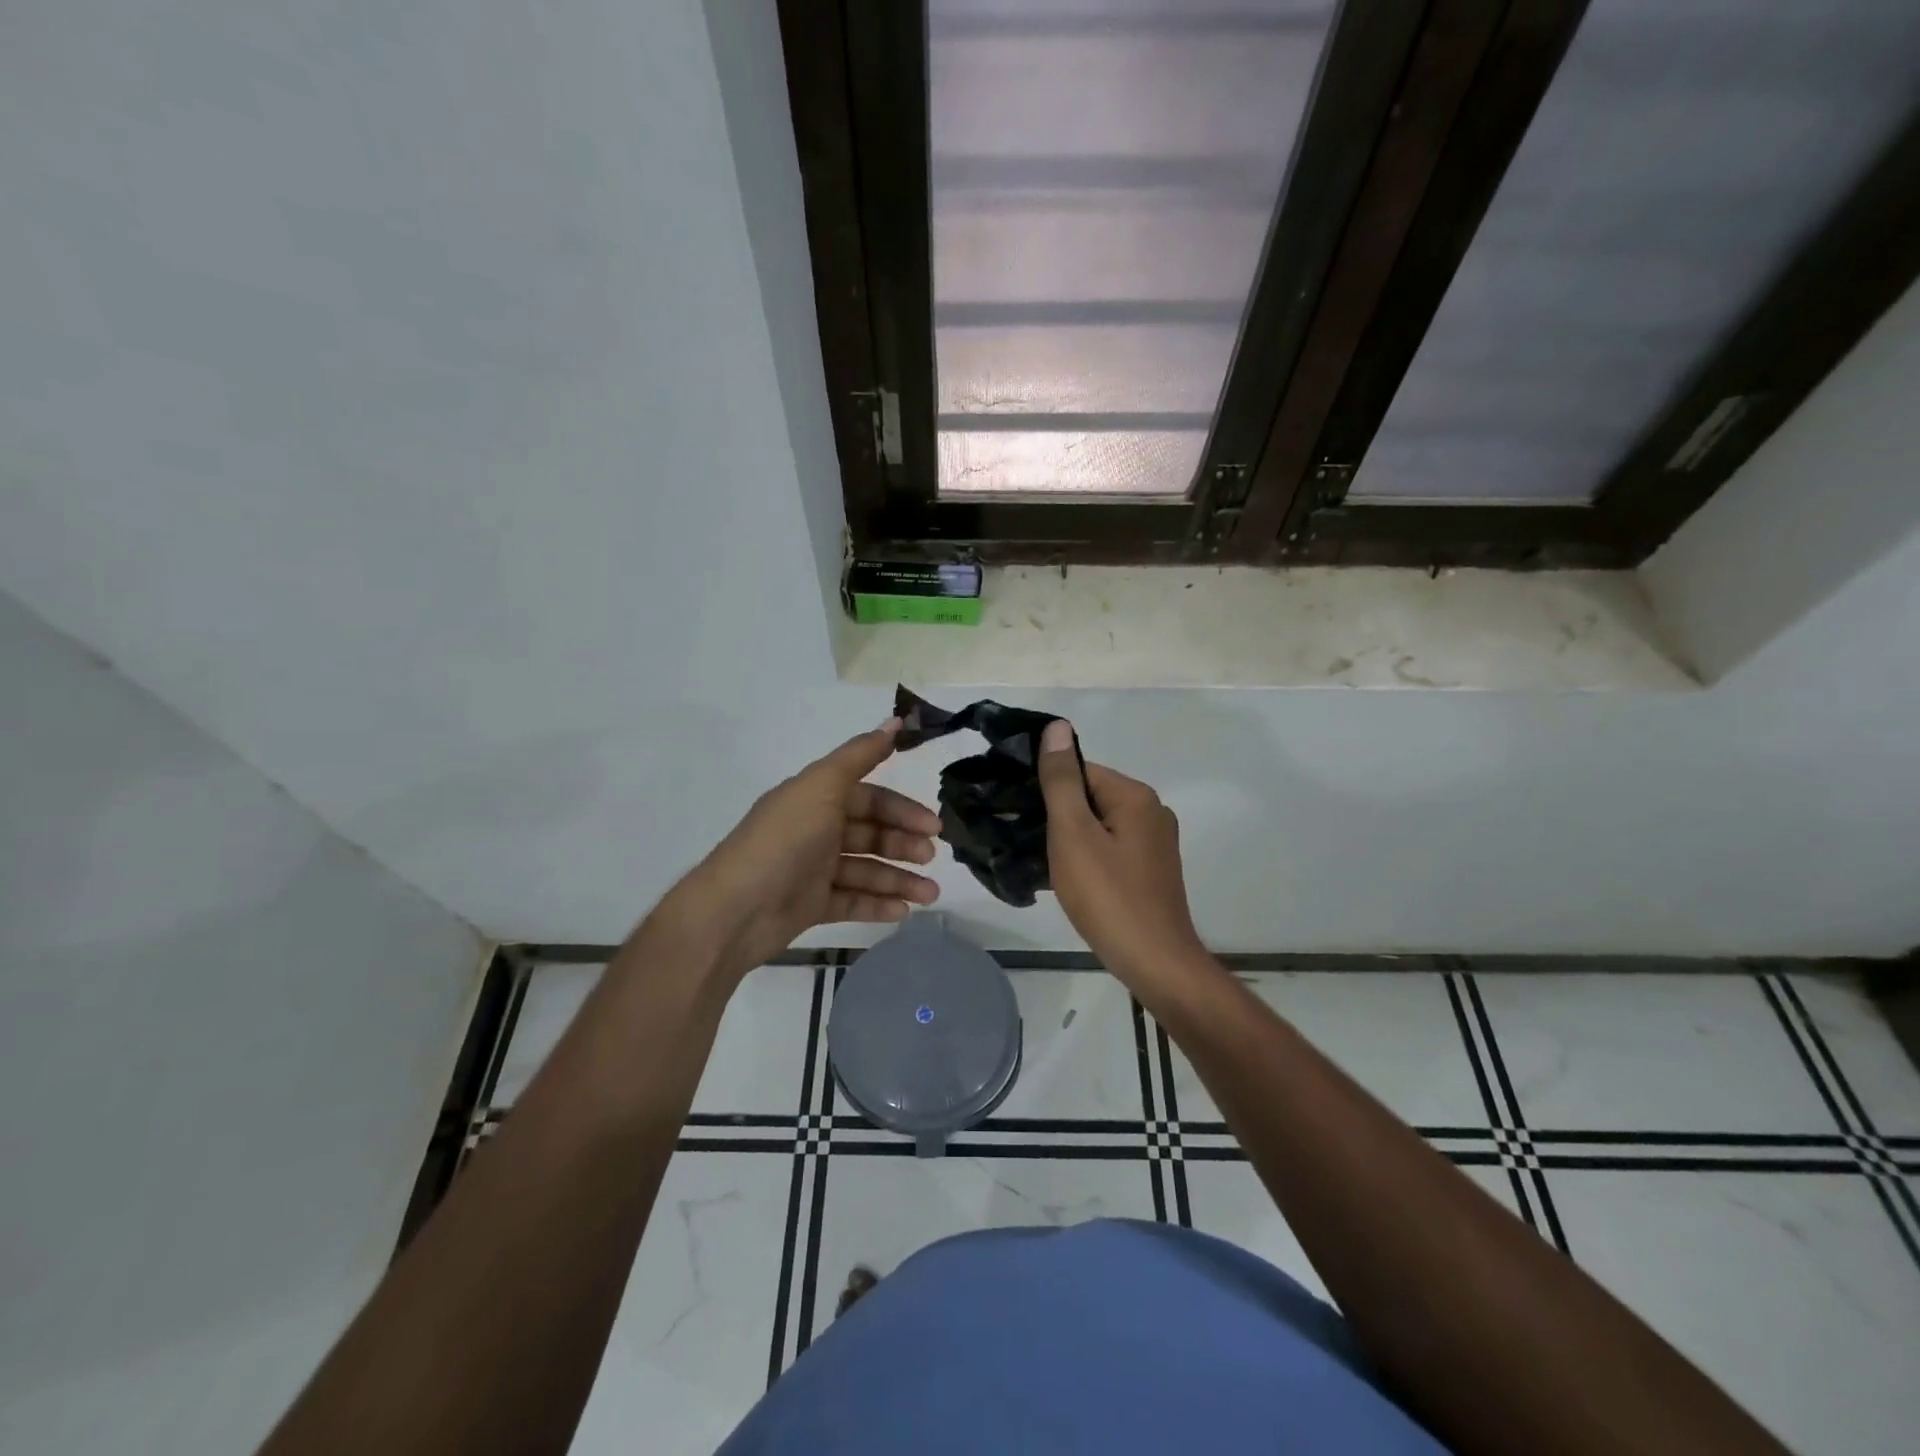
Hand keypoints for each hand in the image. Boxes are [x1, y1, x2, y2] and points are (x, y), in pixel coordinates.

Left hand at [654, 720, 940, 983]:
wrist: (735, 911)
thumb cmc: (784, 842)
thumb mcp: (822, 787)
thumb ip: (860, 755)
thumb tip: (896, 720)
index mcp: (815, 798)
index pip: (868, 797)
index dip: (901, 809)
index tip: (933, 825)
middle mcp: (815, 830)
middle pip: (870, 833)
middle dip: (903, 844)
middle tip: (931, 858)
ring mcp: (812, 870)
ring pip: (866, 870)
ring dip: (899, 879)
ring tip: (930, 894)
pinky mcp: (810, 905)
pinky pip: (851, 901)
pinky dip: (877, 903)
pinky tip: (903, 911)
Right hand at [1037, 720, 1207, 992]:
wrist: (1154, 962)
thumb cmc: (1108, 895)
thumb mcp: (1073, 833)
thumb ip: (1061, 780)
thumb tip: (1056, 727)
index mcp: (1135, 796)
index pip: (1080, 771)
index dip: (1046, 788)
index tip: (1016, 811)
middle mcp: (1151, 812)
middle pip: (1089, 798)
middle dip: (1055, 815)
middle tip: (1023, 839)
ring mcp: (1154, 844)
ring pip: (1097, 826)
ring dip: (1068, 839)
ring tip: (1039, 862)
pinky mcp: (1150, 871)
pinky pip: (1109, 850)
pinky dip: (1086, 858)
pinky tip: (1066, 879)